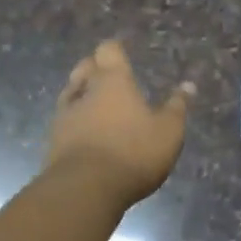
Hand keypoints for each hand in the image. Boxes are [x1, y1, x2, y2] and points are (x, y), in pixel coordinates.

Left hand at [46, 40, 193, 205]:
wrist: (84, 190)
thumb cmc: (133, 152)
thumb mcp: (168, 131)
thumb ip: (177, 107)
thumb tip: (188, 85)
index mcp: (113, 81)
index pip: (109, 50)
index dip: (115, 50)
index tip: (123, 53)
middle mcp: (85, 91)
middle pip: (84, 67)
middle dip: (95, 68)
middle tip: (109, 77)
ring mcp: (64, 116)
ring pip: (70, 93)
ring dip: (82, 94)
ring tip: (97, 103)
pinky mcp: (53, 141)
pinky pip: (64, 120)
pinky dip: (75, 121)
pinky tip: (86, 132)